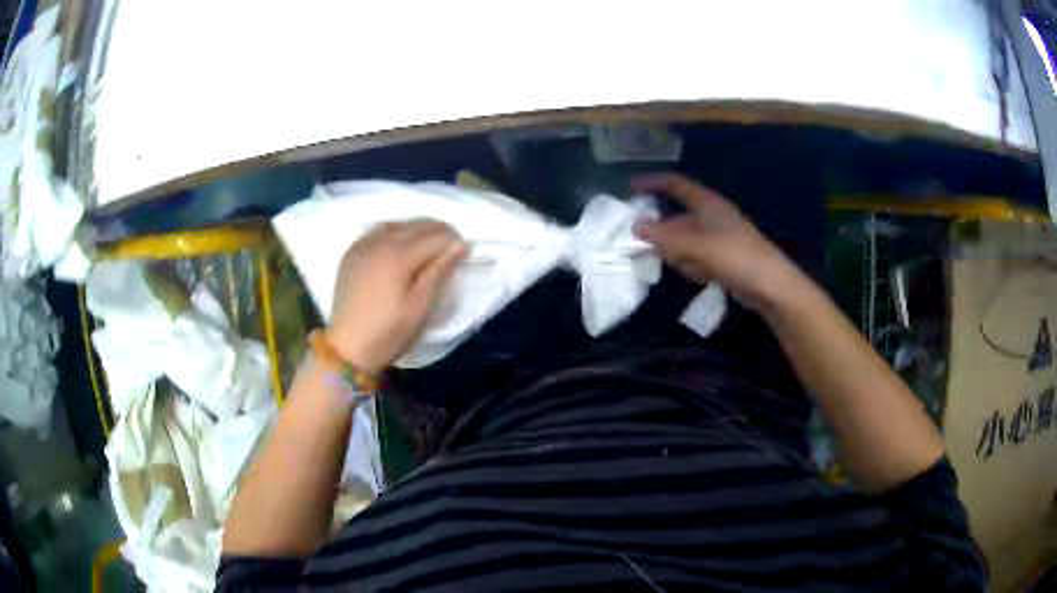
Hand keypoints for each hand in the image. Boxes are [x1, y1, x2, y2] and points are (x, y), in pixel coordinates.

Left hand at [327, 220, 467, 374]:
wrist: (348, 348)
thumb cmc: (389, 332)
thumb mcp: (420, 307)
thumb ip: (439, 271)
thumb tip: (460, 245)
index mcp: (398, 255)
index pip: (435, 236)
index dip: (454, 241)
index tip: (465, 252)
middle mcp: (380, 241)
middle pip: (417, 225)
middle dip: (438, 232)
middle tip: (450, 248)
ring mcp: (363, 245)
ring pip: (398, 224)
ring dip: (416, 230)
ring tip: (428, 247)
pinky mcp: (352, 253)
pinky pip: (377, 231)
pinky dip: (394, 233)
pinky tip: (399, 246)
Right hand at [631, 173, 800, 307]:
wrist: (771, 286)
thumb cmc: (736, 257)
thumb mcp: (697, 246)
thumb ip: (666, 237)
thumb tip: (635, 227)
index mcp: (708, 204)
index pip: (676, 185)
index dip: (654, 183)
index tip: (631, 187)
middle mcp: (712, 217)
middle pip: (678, 217)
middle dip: (664, 231)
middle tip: (643, 243)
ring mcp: (718, 239)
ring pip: (686, 241)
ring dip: (679, 253)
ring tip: (685, 265)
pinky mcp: (723, 259)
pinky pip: (697, 257)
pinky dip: (693, 265)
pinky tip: (700, 276)